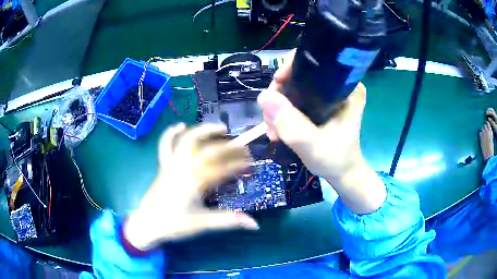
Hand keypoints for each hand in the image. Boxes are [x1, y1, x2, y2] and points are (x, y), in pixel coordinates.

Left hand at [124, 123, 258, 250]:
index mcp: (194, 183)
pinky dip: (171, 133)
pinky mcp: (164, 166)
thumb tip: (255, 224)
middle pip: (210, 151)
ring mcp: (172, 165)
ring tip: (221, 129)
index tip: (251, 166)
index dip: (238, 165)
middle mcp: (184, 169)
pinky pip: (165, 145)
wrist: (148, 223)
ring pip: (188, 141)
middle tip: (244, 150)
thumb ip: (228, 220)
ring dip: (205, 131)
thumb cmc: (175, 224)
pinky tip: (181, 126)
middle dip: (230, 148)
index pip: (222, 168)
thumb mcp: (203, 223)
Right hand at [258, 52, 385, 213]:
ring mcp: (329, 95)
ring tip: (273, 131)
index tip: (276, 85)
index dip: (291, 68)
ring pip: (294, 88)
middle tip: (270, 120)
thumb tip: (264, 96)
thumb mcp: (312, 144)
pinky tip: (278, 128)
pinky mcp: (322, 104)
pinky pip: (296, 99)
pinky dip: (284, 112)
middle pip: (300, 75)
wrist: (342, 174)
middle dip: (280, 95)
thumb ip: (290, 123)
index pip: (316, 63)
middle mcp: (339, 86)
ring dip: (279, 106)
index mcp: (348, 88)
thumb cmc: (335, 160)